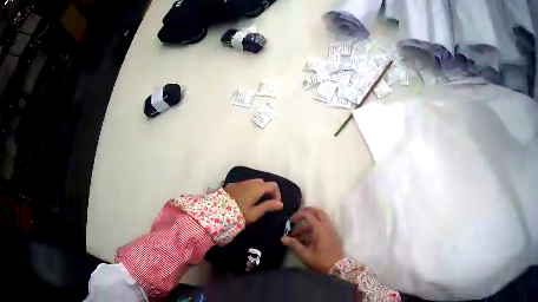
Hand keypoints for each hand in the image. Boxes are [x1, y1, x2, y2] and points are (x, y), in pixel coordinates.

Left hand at [224, 179, 282, 223]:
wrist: (217, 211)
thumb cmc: (238, 213)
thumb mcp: (255, 213)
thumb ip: (268, 206)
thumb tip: (280, 204)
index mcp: (257, 188)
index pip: (273, 185)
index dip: (277, 194)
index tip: (274, 205)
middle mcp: (249, 182)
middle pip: (263, 183)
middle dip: (267, 192)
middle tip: (265, 204)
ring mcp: (239, 182)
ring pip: (253, 183)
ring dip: (258, 191)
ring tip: (255, 203)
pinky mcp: (232, 185)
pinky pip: (244, 185)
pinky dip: (249, 190)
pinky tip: (245, 200)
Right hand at [281, 207, 343, 272]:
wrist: (338, 268)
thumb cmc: (321, 261)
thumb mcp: (305, 255)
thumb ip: (294, 245)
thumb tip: (283, 238)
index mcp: (320, 229)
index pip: (308, 215)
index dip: (298, 215)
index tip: (290, 221)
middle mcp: (327, 227)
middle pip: (318, 212)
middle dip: (306, 212)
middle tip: (296, 218)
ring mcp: (331, 230)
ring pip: (320, 220)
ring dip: (309, 223)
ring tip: (296, 235)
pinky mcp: (333, 235)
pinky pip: (323, 226)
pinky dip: (314, 228)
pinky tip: (305, 239)